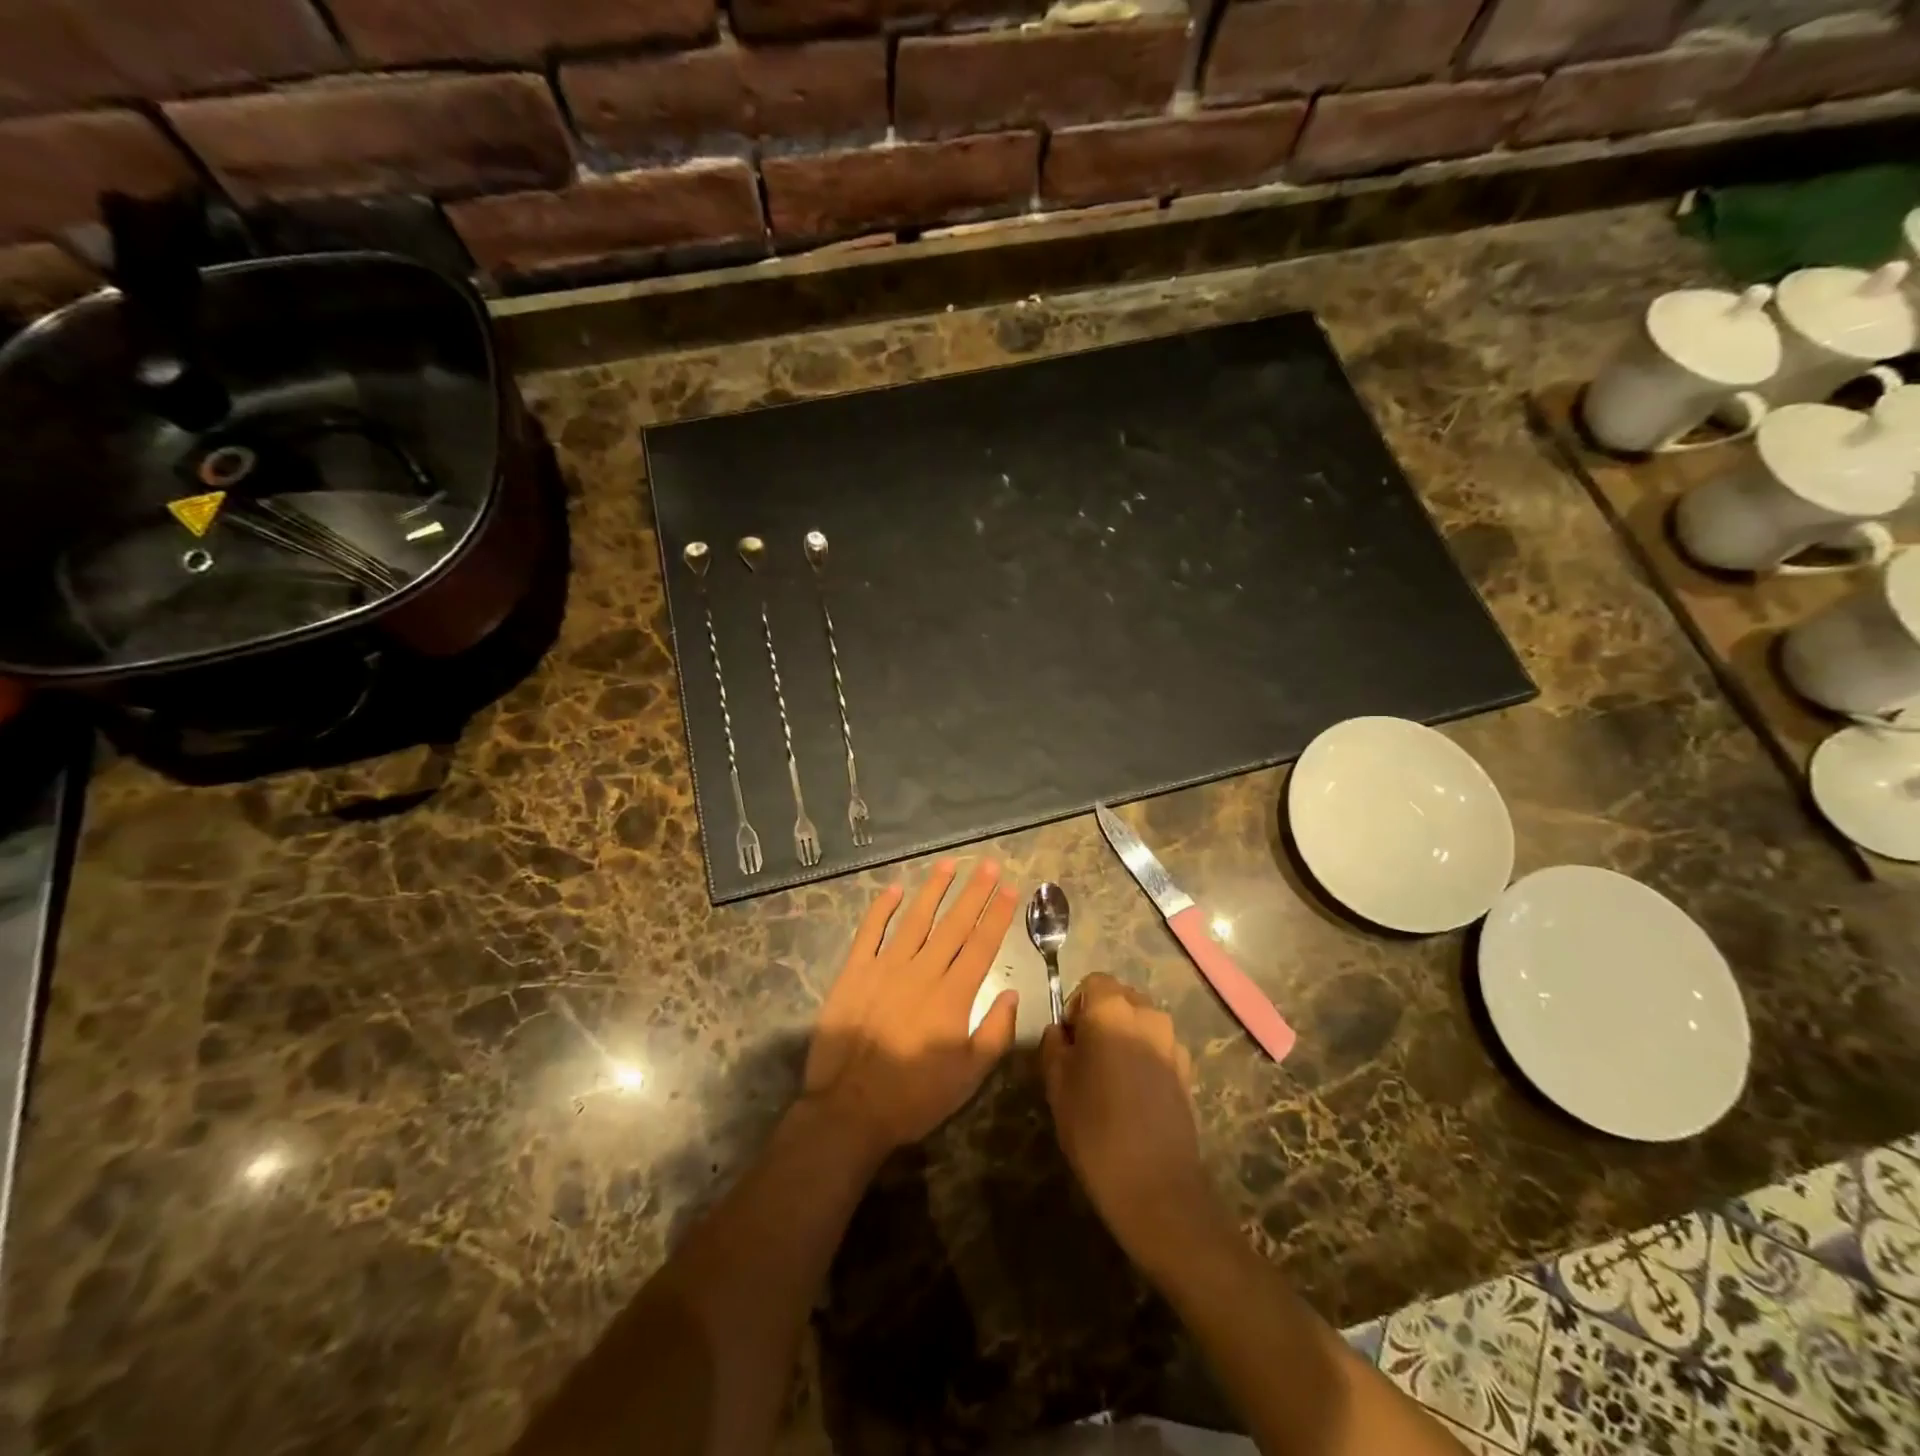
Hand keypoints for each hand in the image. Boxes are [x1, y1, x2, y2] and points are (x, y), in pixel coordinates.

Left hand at [803, 860, 1019, 1158]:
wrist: (849, 1108)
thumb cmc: (915, 1097)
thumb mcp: (969, 1077)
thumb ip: (994, 1032)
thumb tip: (1011, 993)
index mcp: (953, 995)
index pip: (982, 944)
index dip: (997, 914)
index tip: (1009, 888)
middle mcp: (922, 971)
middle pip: (954, 924)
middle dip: (973, 892)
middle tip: (987, 863)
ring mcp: (885, 967)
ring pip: (915, 918)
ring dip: (933, 889)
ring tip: (948, 864)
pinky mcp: (854, 972)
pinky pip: (870, 931)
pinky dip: (882, 908)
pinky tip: (895, 889)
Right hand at [1041, 973, 1211, 1258]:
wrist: (1156, 1187)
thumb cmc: (1095, 1128)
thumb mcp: (1057, 1084)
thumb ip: (1054, 1045)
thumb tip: (1060, 1032)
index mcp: (1112, 1010)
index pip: (1092, 982)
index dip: (1075, 1006)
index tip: (1068, 1041)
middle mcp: (1147, 1015)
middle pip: (1119, 998)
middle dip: (1100, 1018)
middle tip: (1084, 1058)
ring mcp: (1173, 1043)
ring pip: (1140, 1023)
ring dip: (1123, 1037)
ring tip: (1109, 1079)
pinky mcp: (1187, 1071)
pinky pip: (1157, 1047)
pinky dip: (1143, 1058)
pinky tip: (1133, 1096)